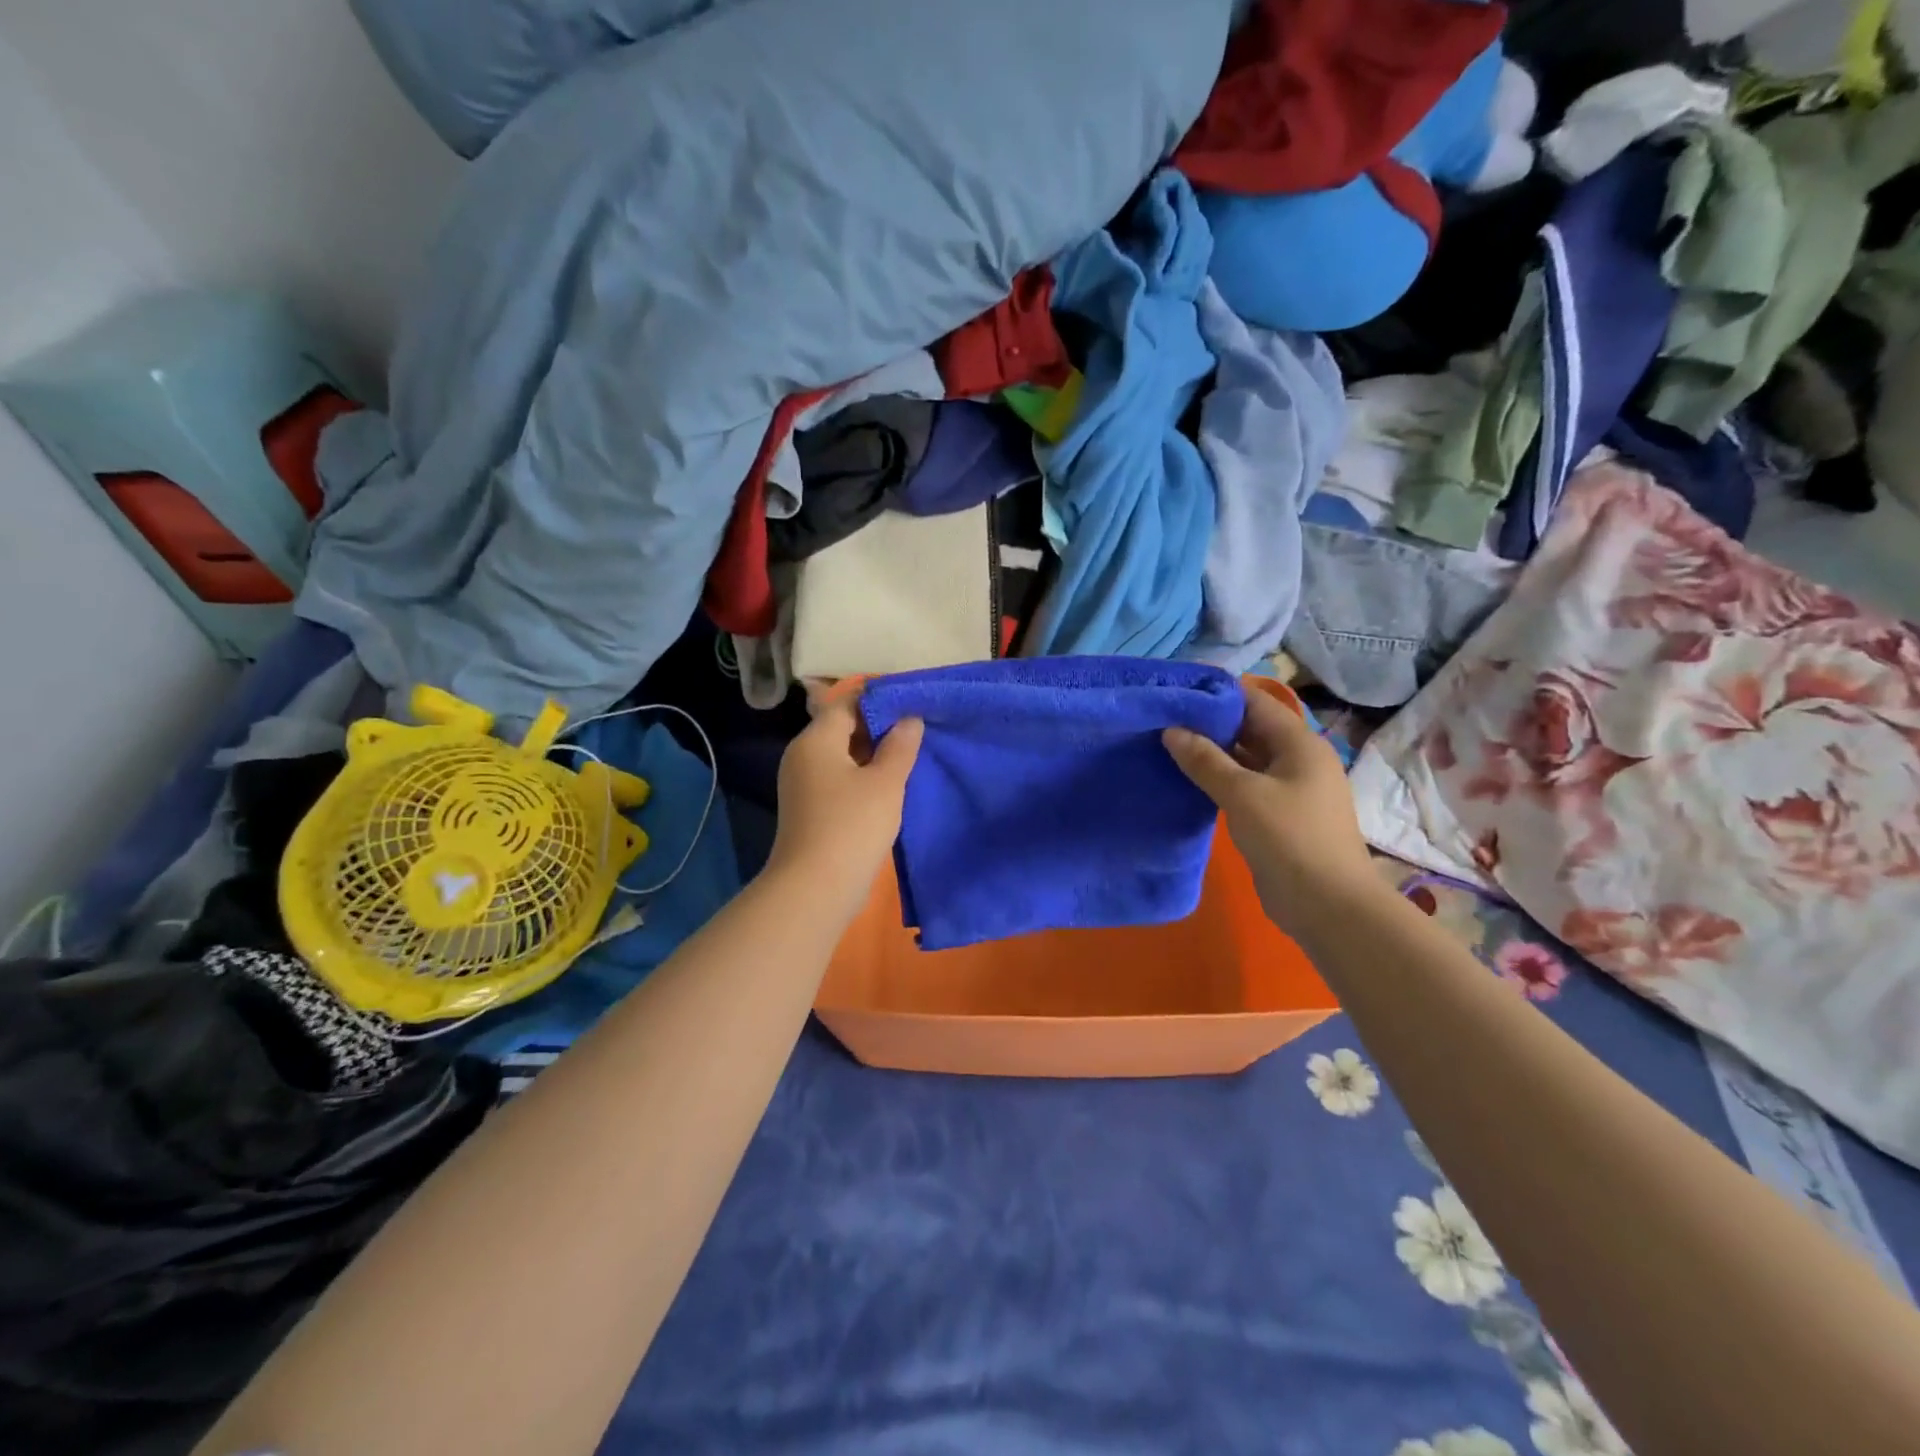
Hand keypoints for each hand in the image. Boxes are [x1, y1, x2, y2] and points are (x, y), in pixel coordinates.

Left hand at [767, 694, 922, 916]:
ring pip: (843, 756)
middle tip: (918, 731)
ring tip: (910, 757)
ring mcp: (803, 784)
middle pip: (843, 728)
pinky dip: (863, 777)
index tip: (914, 705)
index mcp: (815, 740)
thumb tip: (910, 718)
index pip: (847, 703)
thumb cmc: (852, 825)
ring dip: (874, 755)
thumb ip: (900, 745)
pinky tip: (890, 787)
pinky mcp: (810, 809)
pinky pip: (839, 780)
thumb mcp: (885, 782)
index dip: (881, 701)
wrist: (815, 888)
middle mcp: (803, 756)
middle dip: (880, 728)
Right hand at [1163, 685, 1382, 938]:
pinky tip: (1188, 781)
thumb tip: (1171, 731)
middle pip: (1250, 729)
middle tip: (1163, 720)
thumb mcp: (1242, 794)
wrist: (1327, 905)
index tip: (1176, 693)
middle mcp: (1298, 759)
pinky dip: (1220, 780)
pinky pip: (1246, 786)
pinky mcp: (1279, 816)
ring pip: (1246, 759)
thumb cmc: (1289, 838)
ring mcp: (1290, 789)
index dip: (1217, 695)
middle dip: (1210, 724)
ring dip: (1212, 754)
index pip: (1255, 702)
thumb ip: (1205, 760)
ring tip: (1167, 746)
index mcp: (1299, 744)